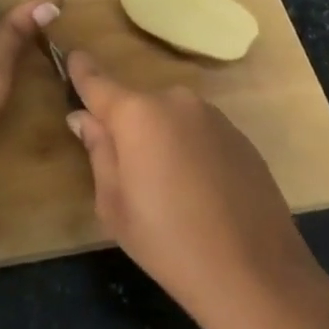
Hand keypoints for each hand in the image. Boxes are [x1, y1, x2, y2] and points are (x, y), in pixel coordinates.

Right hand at [65, 55, 328, 328]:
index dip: (82, 69)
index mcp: (137, 114)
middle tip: (129, 174)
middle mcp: (174, 101)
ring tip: (170, 190)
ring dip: (162, 140)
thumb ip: (98, 151)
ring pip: (171, 119)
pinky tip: (201, 192)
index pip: (98, 82)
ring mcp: (212, 115)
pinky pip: (200, 133)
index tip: (73, 55)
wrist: (255, 273)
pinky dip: (191, 151)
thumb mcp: (114, 205)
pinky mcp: (240, 135)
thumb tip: (84, 118)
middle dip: (128, 127)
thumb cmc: (168, 242)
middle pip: (137, 106)